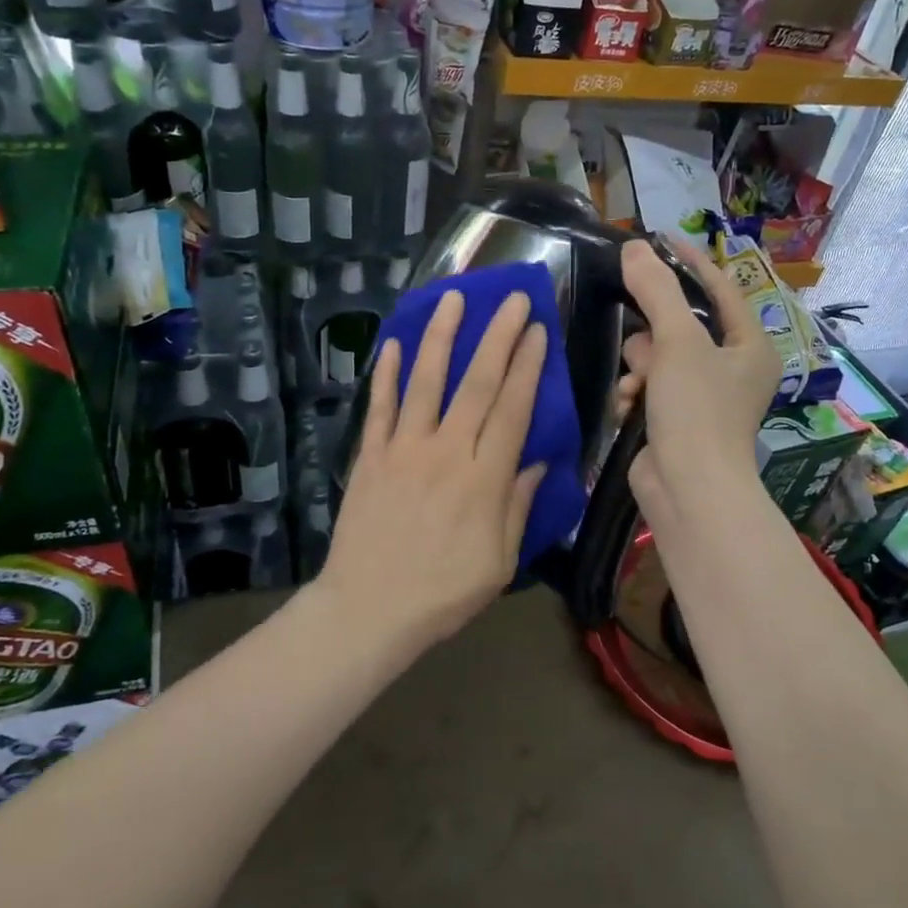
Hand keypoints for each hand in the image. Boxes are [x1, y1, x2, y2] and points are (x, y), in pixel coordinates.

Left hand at [319, 289, 547, 648]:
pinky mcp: (370, 457)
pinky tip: (393, 344)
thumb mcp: (499, 561)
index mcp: (484, 479)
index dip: (528, 367)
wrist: (368, 609)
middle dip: (498, 337)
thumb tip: (537, 461)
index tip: (539, 331)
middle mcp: (446, 452)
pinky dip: (385, 374)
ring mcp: (404, 450)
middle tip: (514, 299)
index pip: (513, 409)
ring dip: (441, 337)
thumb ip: (518, 506)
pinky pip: (380, 408)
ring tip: (453, 297)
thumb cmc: (443, 593)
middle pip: (477, 384)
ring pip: (426, 382)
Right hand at [617, 237, 781, 527]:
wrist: (688, 490)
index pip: (720, 289)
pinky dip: (636, 394)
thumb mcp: (678, 342)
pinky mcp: (676, 421)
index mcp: (750, 346)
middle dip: (654, 335)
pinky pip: (649, 388)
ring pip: (658, 358)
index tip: (656, 241)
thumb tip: (633, 248)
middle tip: (644, 344)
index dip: (689, 263)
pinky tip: (628, 408)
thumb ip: (656, 291)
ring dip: (640, 368)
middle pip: (681, 326)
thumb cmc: (697, 410)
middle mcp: (732, 369)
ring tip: (636, 387)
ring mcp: (703, 398)